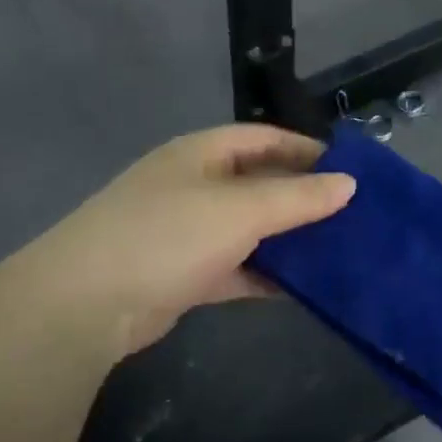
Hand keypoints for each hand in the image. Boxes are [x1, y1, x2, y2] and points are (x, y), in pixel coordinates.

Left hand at [16, 125, 355, 360]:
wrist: (87, 302)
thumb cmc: (167, 236)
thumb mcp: (240, 210)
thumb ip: (297, 198)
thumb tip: (349, 185)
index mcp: (201, 154)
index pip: (263, 139)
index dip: (306, 150)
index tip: (350, 171)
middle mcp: (193, 185)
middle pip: (258, 184)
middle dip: (302, 198)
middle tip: (353, 216)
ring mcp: (186, 231)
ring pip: (249, 229)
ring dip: (287, 240)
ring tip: (339, 251)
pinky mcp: (183, 274)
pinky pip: (236, 267)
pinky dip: (265, 275)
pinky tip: (303, 287)